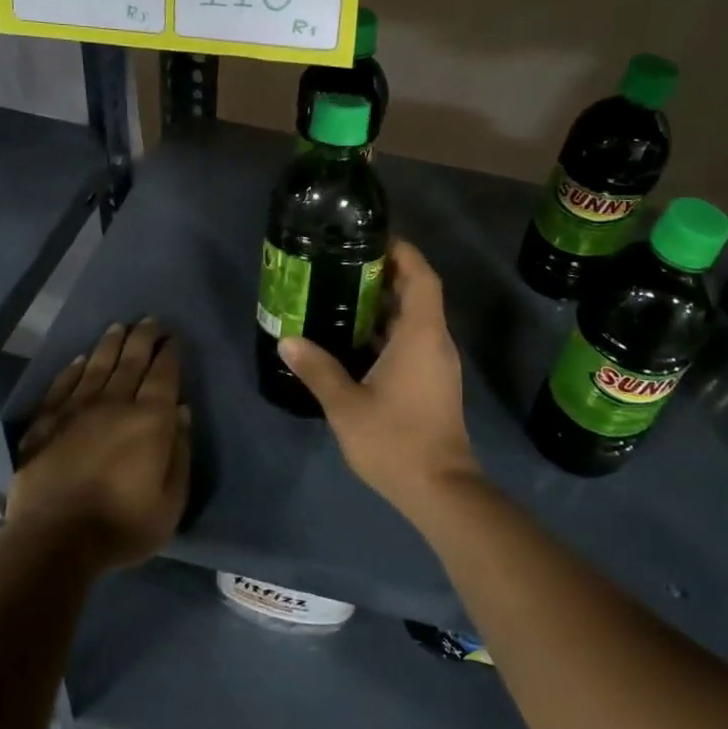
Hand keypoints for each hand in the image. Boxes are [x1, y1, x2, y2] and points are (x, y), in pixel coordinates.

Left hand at [6, 319, 190, 569]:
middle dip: (142, 339)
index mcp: (149, 420)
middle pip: (131, 362)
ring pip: (97, 367)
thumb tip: (181, 412)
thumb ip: (180, 453)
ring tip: (118, 327)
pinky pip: (62, 386)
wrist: (54, 541)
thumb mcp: (171, 501)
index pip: (163, 376)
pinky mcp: (45, 423)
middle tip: (148, 320)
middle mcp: (114, 404)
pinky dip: (73, 370)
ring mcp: (76, 411)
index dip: (169, 354)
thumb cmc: (122, 526)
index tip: (172, 338)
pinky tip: (79, 360)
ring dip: (110, 345)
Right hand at [277, 240, 482, 524]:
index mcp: (421, 335)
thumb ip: (317, 369)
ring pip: (415, 318)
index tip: (373, 239)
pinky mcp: (434, 382)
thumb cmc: (396, 440)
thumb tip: (287, 339)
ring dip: (386, 304)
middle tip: (345, 264)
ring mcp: (437, 363)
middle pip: (418, 293)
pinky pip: (414, 340)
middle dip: (386, 274)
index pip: (421, 277)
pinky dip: (389, 330)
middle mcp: (435, 341)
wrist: (440, 489)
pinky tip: (356, 339)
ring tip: (343, 294)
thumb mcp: (347, 404)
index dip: (402, 252)